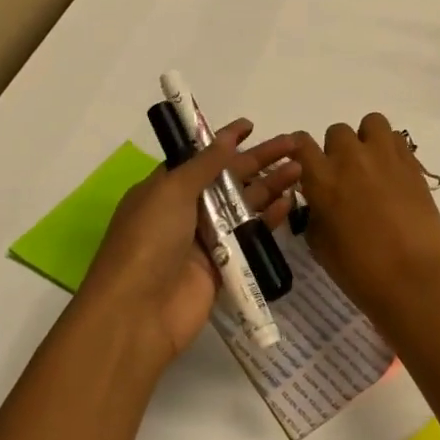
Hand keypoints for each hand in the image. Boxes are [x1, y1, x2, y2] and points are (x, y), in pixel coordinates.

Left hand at [78, 120, 301, 372]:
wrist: (138, 313)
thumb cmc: (147, 242)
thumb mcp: (170, 191)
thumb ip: (204, 165)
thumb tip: (226, 138)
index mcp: (166, 189)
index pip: (200, 157)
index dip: (225, 140)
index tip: (251, 126)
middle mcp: (186, 210)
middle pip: (229, 178)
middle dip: (260, 159)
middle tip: (294, 143)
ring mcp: (206, 239)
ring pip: (244, 205)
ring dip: (271, 185)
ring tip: (301, 168)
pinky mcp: (225, 265)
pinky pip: (251, 235)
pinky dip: (269, 218)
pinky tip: (290, 202)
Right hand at [295, 113, 439, 325]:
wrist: (412, 276)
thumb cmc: (359, 269)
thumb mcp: (320, 244)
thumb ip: (316, 212)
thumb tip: (321, 202)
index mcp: (322, 178)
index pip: (302, 144)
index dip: (302, 152)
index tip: (307, 166)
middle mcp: (351, 158)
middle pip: (337, 132)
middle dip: (338, 150)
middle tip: (346, 176)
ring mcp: (384, 156)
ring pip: (371, 123)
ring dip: (367, 140)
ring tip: (372, 165)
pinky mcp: (412, 163)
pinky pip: (397, 138)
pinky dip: (391, 149)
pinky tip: (393, 173)